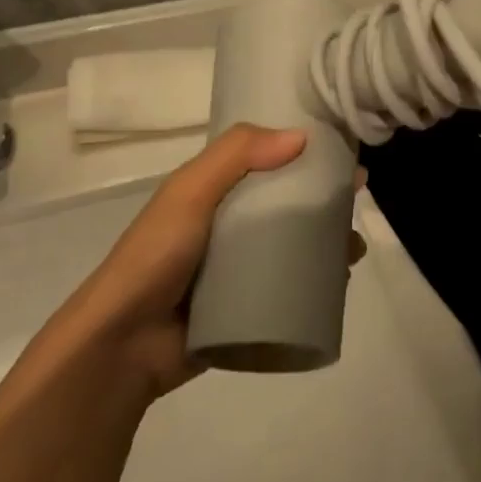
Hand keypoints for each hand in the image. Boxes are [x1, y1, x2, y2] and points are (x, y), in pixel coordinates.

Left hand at [71, 125, 364, 400]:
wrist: (123, 345)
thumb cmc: (155, 256)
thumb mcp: (189, 192)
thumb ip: (236, 155)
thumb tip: (301, 136)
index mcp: (214, 191)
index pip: (267, 162)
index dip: (305, 155)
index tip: (344, 157)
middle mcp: (228, 225)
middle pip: (286, 205)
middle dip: (324, 203)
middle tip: (357, 208)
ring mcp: (237, 270)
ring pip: (292, 248)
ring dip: (326, 245)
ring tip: (354, 251)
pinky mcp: (245, 308)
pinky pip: (287, 289)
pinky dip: (314, 284)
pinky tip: (338, 285)